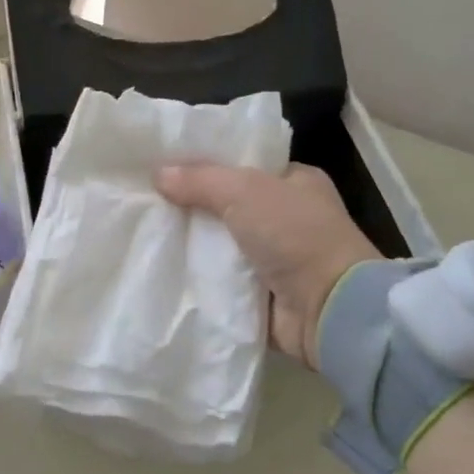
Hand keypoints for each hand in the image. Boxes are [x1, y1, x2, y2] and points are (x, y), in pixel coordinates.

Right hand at [154, 163, 379, 367]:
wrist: (328, 308)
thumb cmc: (295, 234)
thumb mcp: (245, 191)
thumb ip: (200, 180)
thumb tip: (158, 173)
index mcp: (294, 182)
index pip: (244, 165)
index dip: (207, 165)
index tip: (166, 167)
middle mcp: (287, 217)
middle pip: (228, 206)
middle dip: (193, 208)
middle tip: (148, 202)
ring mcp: (276, 257)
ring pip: (222, 244)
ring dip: (192, 245)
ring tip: (145, 234)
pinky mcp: (262, 293)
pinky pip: (222, 280)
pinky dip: (200, 278)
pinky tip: (164, 270)